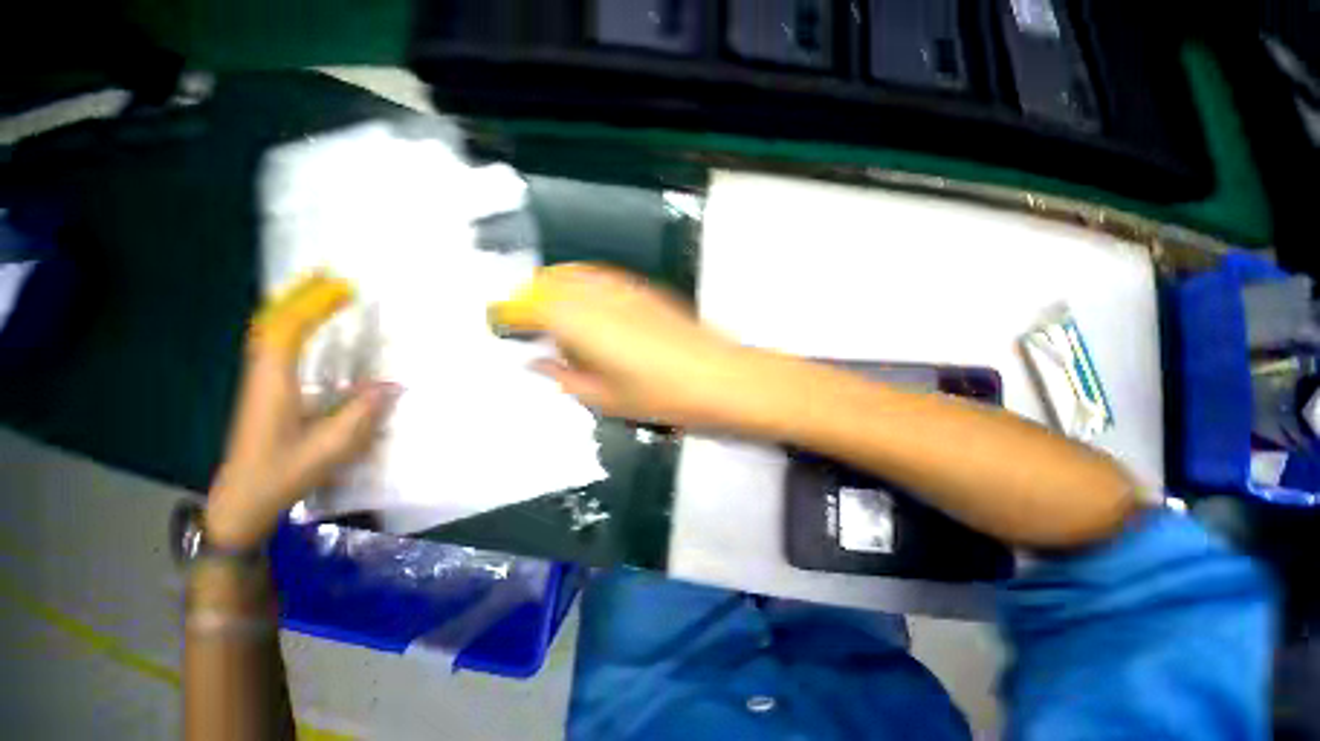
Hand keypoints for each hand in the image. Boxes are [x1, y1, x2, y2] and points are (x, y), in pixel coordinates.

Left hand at [205, 273, 397, 549]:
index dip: (314, 306)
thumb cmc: (283, 474)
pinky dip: (288, 323)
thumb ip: (361, 415)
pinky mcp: (263, 389)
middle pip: (271, 320)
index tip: (345, 290)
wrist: (243, 499)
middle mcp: (262, 374)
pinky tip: (303, 324)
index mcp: (274, 384)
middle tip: (327, 273)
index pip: (288, 331)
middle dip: (299, 293)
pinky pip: (272, 342)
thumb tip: (393, 385)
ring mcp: (259, 380)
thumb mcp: (331, 449)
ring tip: (319, 289)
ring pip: (268, 329)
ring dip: (292, 304)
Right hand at [490, 263, 755, 428]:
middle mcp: (597, 295)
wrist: (716, 376)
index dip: (509, 314)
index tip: (501, 325)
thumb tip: (538, 363)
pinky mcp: (644, 288)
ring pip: (574, 274)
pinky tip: (590, 306)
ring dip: (556, 288)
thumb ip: (564, 377)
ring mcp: (623, 287)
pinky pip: (601, 277)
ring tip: (554, 314)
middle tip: (525, 322)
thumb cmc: (658, 395)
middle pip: (549, 282)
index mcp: (579, 323)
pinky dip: (584, 285)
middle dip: (530, 298)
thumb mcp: (603, 398)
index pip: (528, 307)